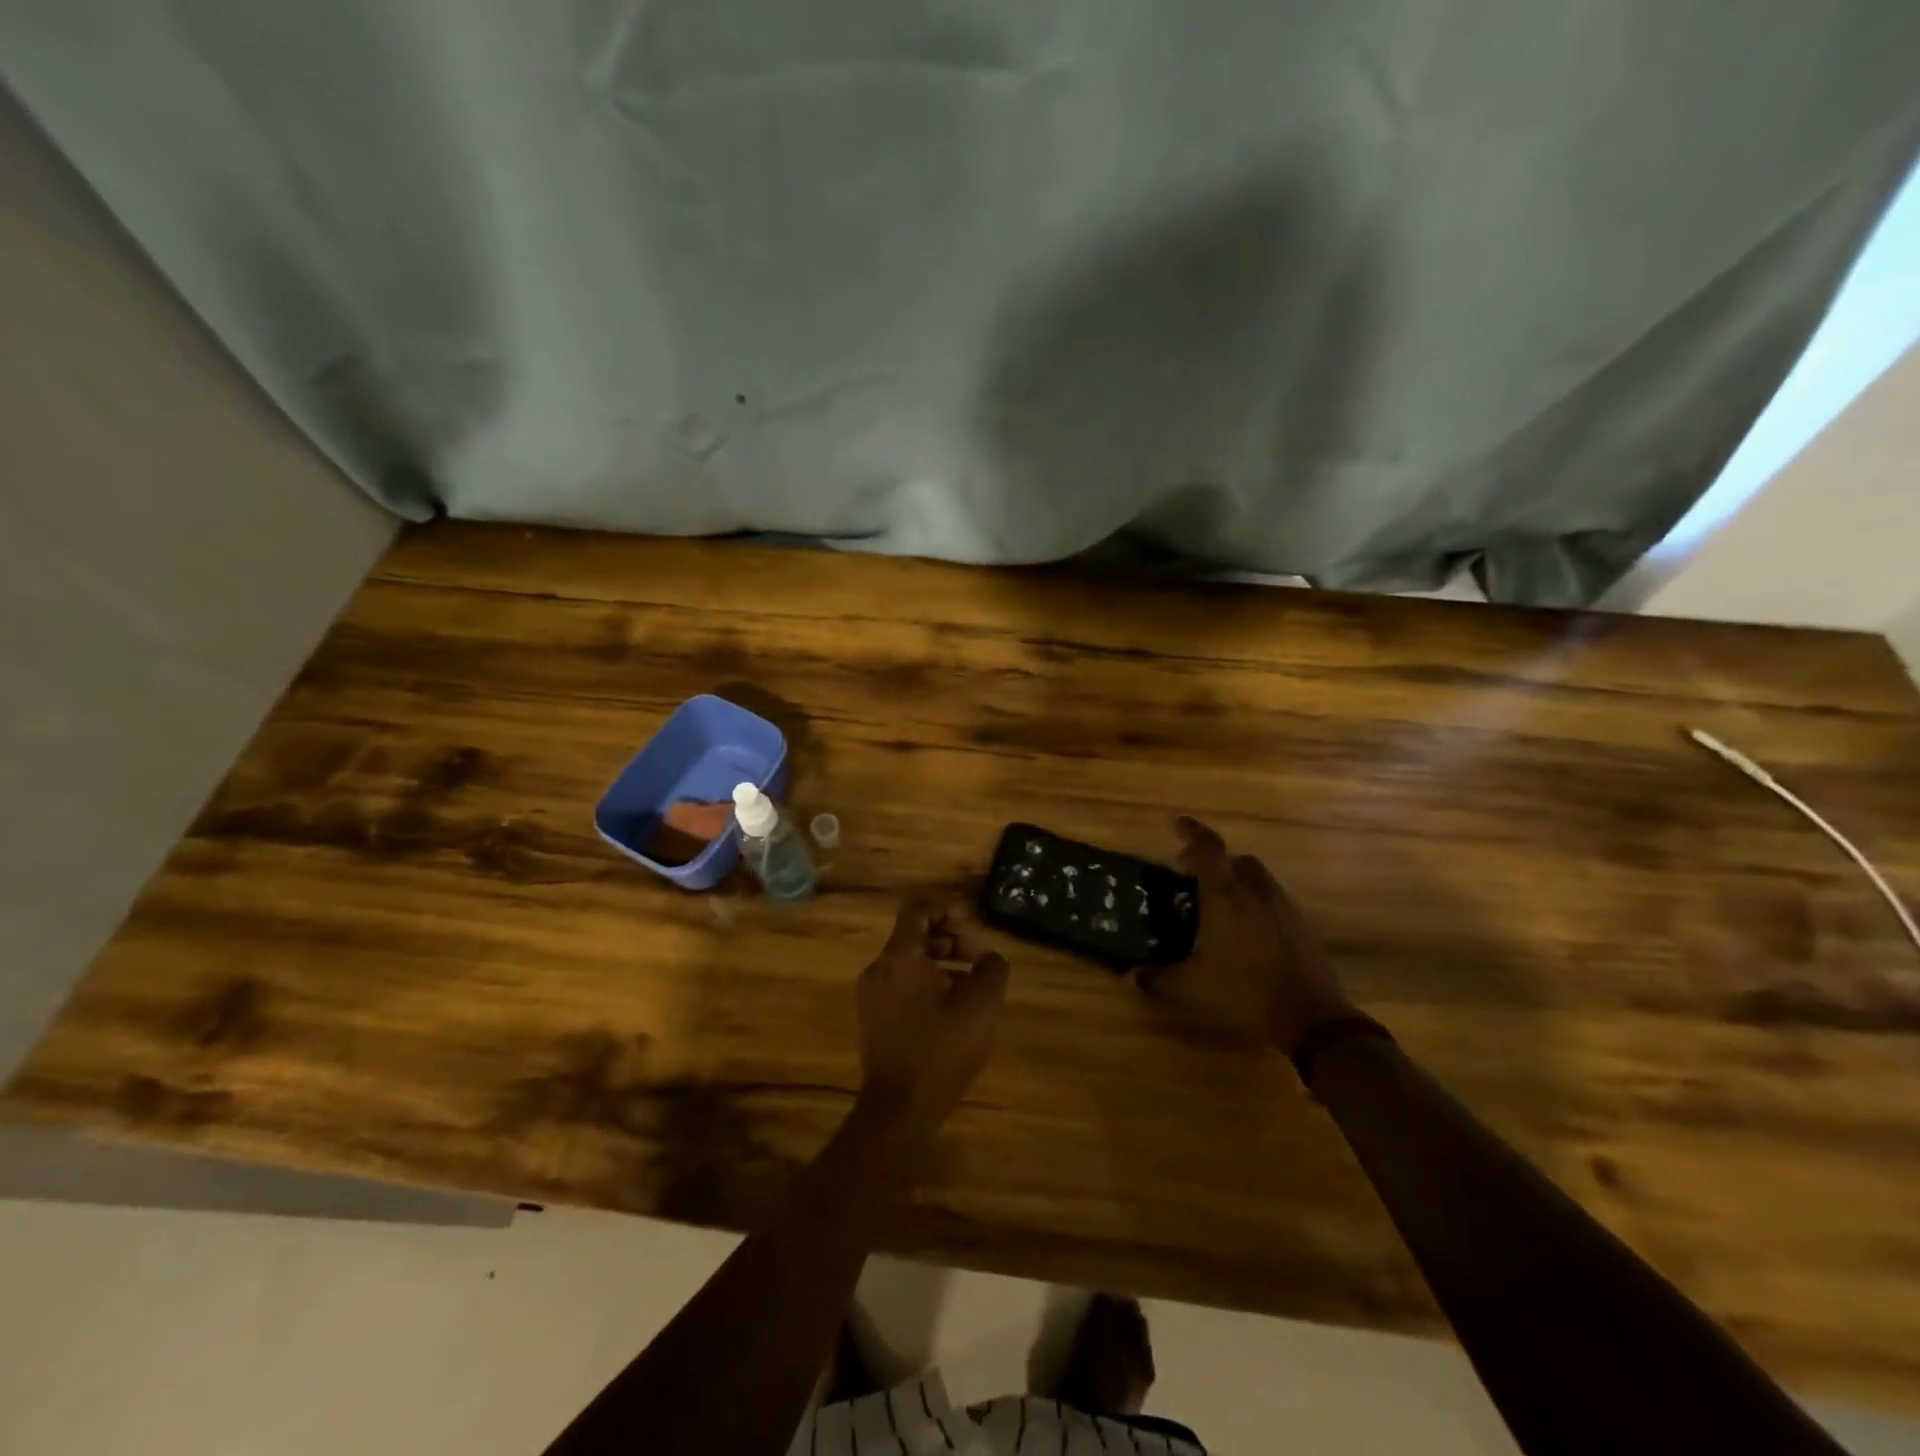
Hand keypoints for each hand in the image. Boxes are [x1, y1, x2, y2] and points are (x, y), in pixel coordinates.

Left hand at [857, 899, 1009, 1132]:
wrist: (899, 1109)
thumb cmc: (940, 1049)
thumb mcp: (981, 1005)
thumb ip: (991, 969)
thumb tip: (991, 958)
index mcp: (899, 957)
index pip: (918, 911)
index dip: (947, 909)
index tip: (972, 922)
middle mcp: (878, 969)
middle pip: (913, 936)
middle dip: (949, 940)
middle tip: (978, 958)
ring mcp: (871, 996)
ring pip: (908, 963)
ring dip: (941, 964)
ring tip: (971, 985)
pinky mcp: (873, 1021)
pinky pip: (901, 987)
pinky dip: (926, 986)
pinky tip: (952, 1010)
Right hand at [1137, 817, 1353, 1052]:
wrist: (1310, 1017)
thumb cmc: (1243, 992)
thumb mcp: (1191, 988)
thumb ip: (1158, 979)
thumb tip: (1132, 976)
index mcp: (1224, 897)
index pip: (1208, 848)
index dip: (1191, 831)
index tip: (1176, 823)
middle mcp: (1254, 892)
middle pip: (1235, 859)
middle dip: (1213, 861)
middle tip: (1192, 875)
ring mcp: (1283, 906)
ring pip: (1258, 877)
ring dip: (1237, 880)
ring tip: (1221, 903)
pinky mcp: (1302, 925)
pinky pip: (1274, 899)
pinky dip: (1257, 902)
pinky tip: (1248, 929)